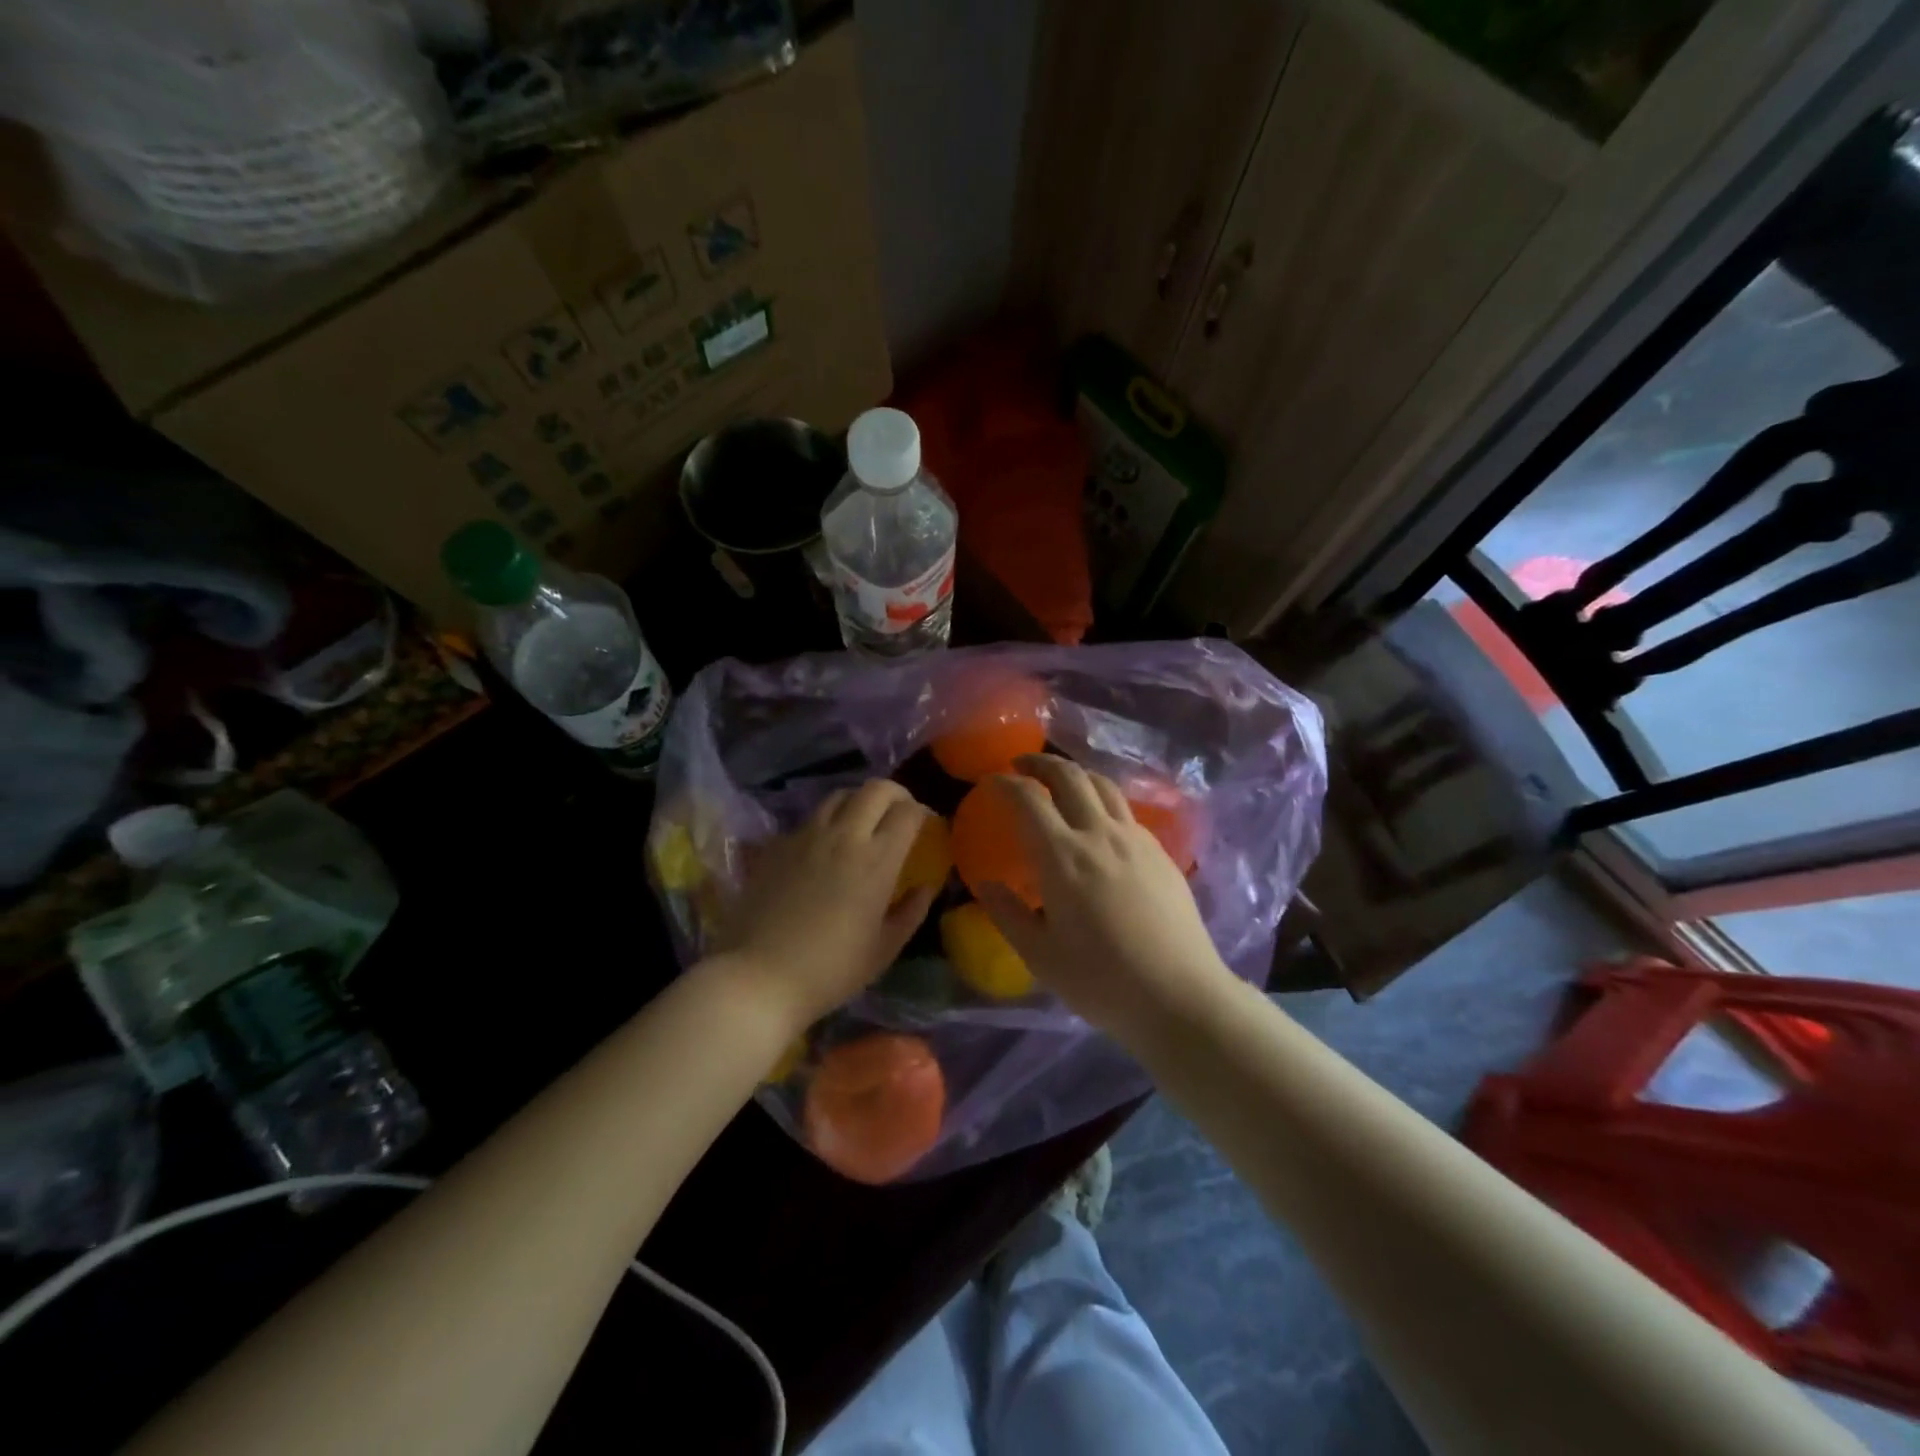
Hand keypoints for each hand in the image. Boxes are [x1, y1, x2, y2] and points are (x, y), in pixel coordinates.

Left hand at [714, 779, 935, 1030]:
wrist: (759, 977)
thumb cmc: (831, 970)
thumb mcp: (884, 949)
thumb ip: (911, 912)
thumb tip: (925, 887)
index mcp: (877, 860)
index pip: (908, 812)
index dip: (923, 812)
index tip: (926, 826)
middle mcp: (843, 836)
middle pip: (875, 789)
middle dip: (895, 794)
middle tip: (900, 813)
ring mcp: (806, 836)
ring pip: (840, 796)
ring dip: (859, 802)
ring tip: (862, 824)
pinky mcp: (777, 845)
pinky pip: (809, 819)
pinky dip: (826, 823)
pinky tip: (824, 849)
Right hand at [976, 755, 1232, 1039]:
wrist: (1179, 996)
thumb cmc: (1101, 981)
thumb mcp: (1040, 955)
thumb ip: (1007, 913)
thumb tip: (984, 882)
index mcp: (1063, 857)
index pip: (1029, 799)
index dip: (1005, 784)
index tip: (990, 782)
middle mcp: (1099, 834)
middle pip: (1070, 776)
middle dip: (1041, 763)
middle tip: (1021, 766)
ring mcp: (1135, 839)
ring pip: (1103, 785)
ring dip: (1075, 773)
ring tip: (1060, 781)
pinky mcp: (1160, 852)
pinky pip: (1125, 809)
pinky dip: (1102, 799)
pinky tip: (1099, 820)